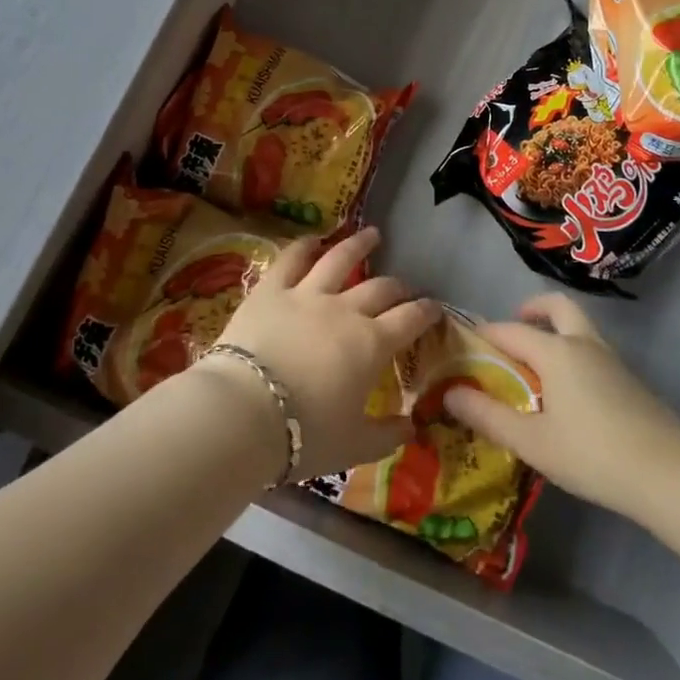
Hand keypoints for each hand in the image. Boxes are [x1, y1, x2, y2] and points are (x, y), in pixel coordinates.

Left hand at [210, 228, 439, 479]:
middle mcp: (345, 310)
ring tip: (372, 234)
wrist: (244, 413)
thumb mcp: (353, 446)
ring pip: (340, 259)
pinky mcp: (271, 290)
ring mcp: (308, 294)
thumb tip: (411, 426)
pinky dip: (304, 246)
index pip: (409, 320)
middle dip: (397, 287)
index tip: (434, 308)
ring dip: (359, 245)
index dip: (426, 312)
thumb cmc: (304, 435)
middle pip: (380, 289)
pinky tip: (313, 239)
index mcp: (371, 345)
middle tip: (403, 288)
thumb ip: (386, 436)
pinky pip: (291, 260)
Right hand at [444, 293, 679, 519]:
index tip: (465, 346)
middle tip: (515, 328)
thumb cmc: (592, 454)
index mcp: (555, 351)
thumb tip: (449, 393)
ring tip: (536, 367)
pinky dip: (573, 354)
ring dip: (556, 331)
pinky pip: (592, 350)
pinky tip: (568, 394)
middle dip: (532, 310)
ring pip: (579, 327)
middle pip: (557, 307)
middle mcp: (582, 343)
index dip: (484, 335)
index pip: (510, 330)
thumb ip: (488, 416)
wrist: (669, 473)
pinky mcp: (629, 380)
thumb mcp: (532, 441)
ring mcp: (611, 360)